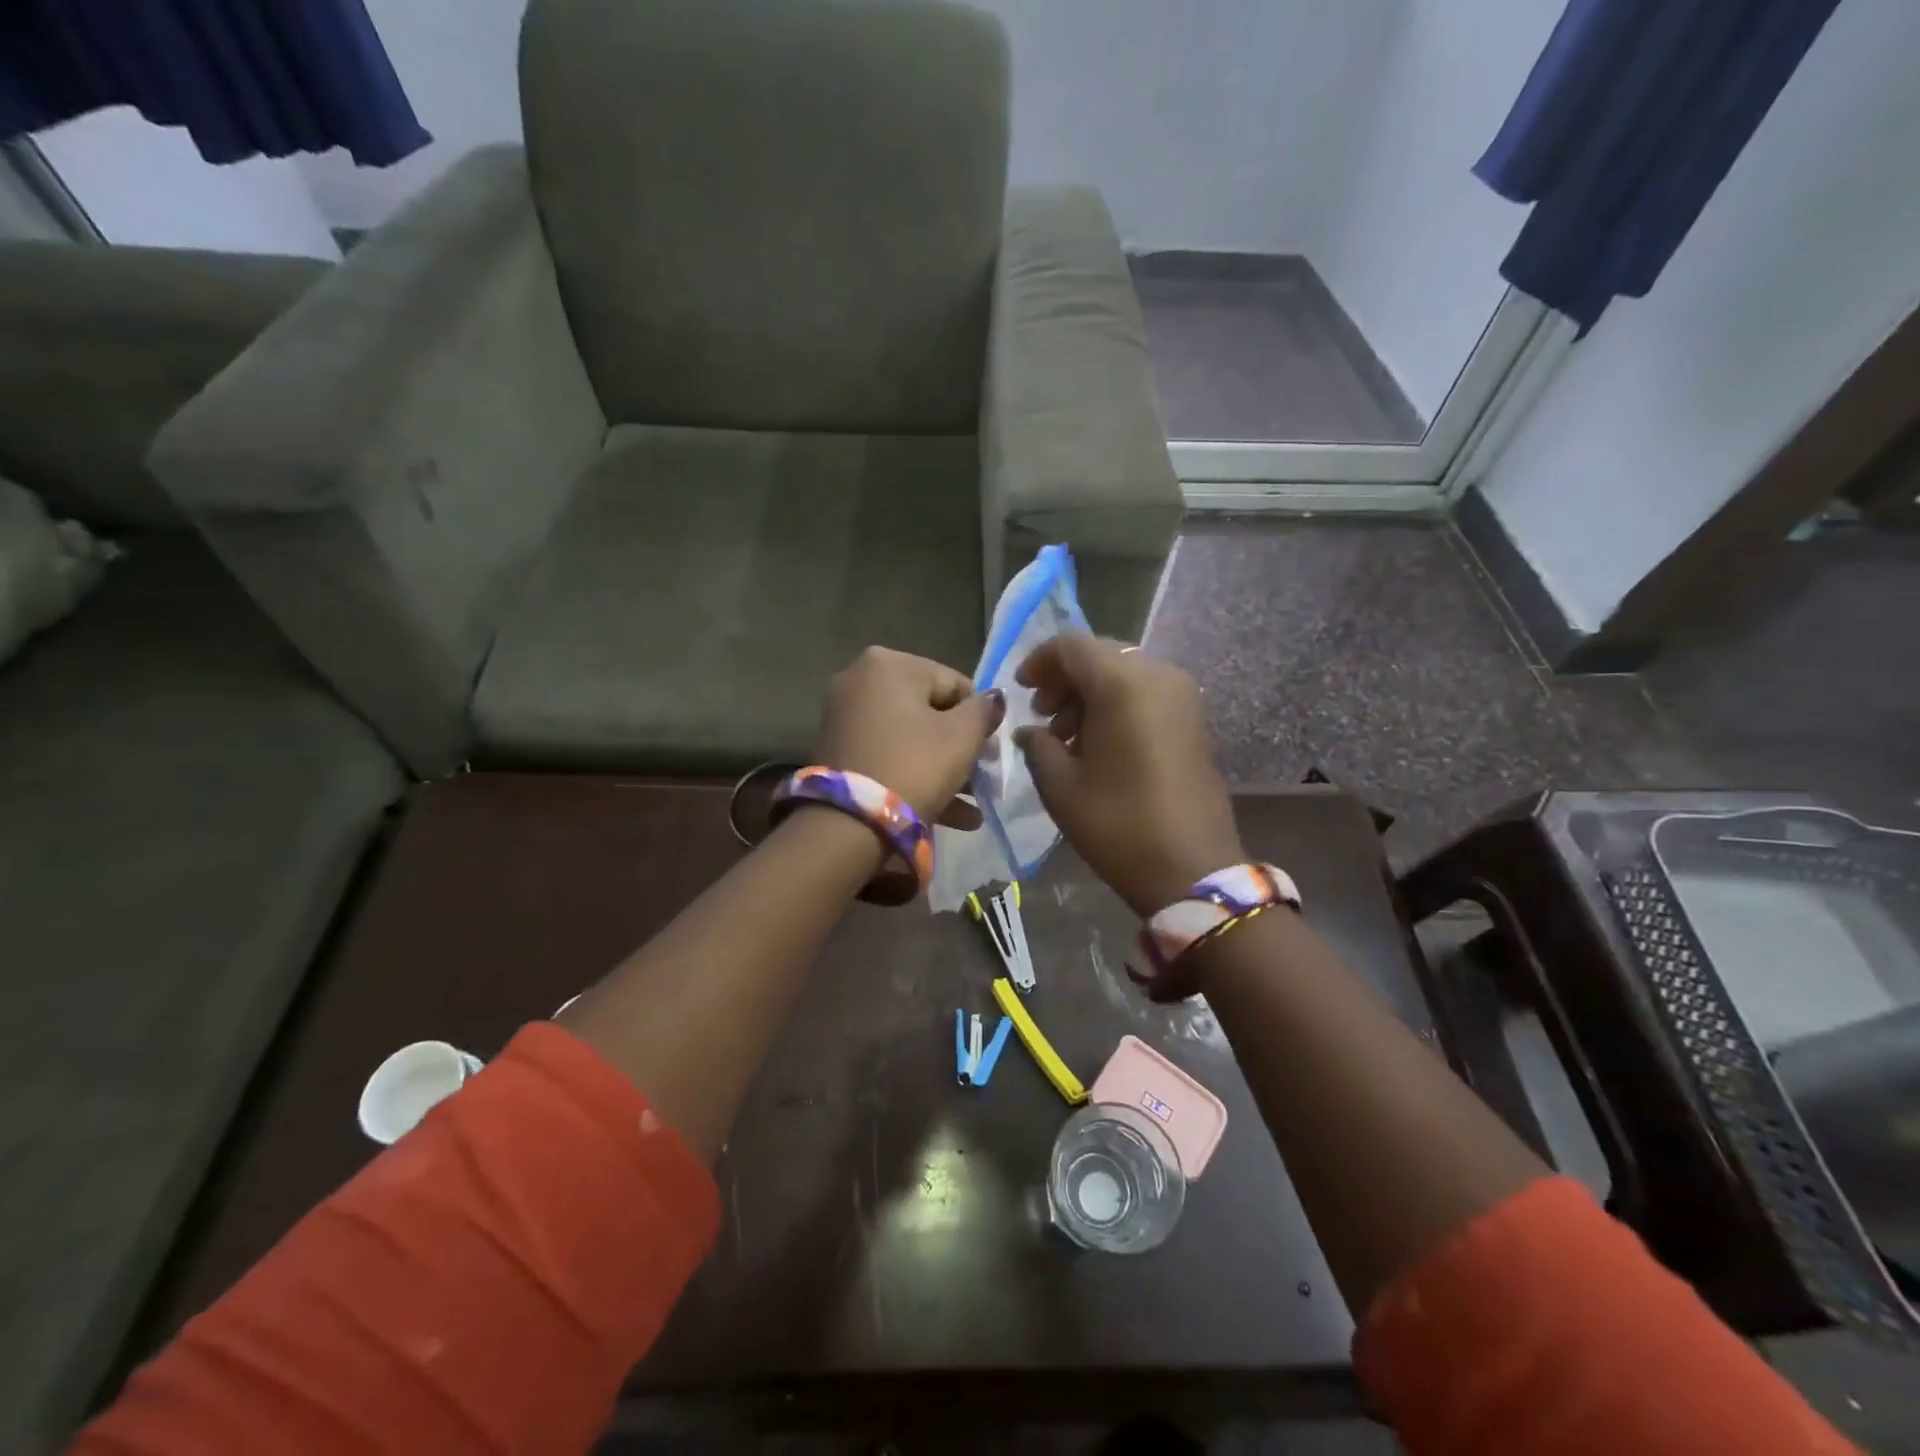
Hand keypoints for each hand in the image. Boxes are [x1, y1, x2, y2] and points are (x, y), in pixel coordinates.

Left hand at [814, 646, 1003, 824]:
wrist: (850, 823)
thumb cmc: (914, 765)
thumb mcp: (962, 736)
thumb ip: (984, 711)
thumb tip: (993, 699)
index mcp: (888, 664)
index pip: (953, 683)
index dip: (979, 717)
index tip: (992, 750)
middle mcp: (859, 680)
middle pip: (928, 711)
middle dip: (960, 748)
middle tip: (984, 776)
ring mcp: (843, 718)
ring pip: (909, 739)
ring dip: (945, 769)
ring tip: (974, 805)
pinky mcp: (838, 753)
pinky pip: (888, 757)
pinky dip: (916, 778)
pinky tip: (954, 815)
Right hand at [1015, 635, 1242, 915]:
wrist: (1193, 869)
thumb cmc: (1118, 826)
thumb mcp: (1061, 787)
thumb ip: (1037, 746)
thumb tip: (1029, 731)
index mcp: (1122, 685)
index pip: (1072, 646)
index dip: (1039, 662)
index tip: (1021, 690)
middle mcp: (1158, 676)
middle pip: (1101, 654)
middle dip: (1065, 677)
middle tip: (1042, 714)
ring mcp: (1182, 695)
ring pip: (1124, 672)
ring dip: (1090, 692)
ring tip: (1067, 735)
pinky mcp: (1194, 718)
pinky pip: (1146, 692)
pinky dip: (1117, 703)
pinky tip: (1099, 742)